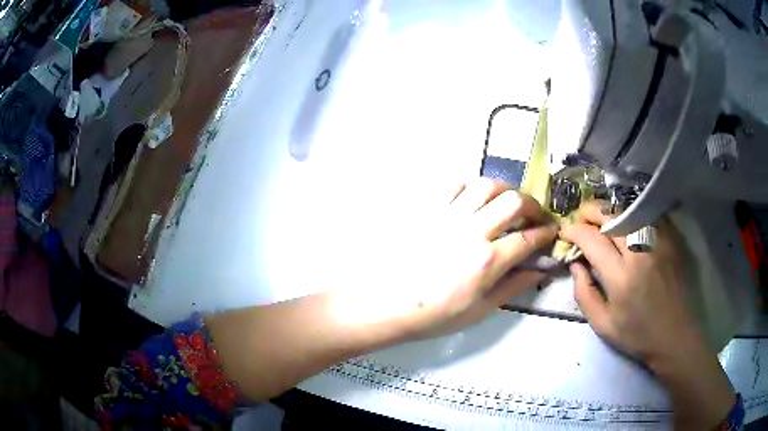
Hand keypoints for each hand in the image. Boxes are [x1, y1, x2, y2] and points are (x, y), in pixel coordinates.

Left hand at [377, 178, 556, 338]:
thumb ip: (512, 287)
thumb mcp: (479, 310)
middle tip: (535, 214)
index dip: (545, 233)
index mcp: (487, 261)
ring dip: (505, 190)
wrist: (386, 303)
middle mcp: (472, 231)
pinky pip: (454, 184)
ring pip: (486, 185)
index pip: (528, 238)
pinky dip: (472, 185)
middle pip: (513, 202)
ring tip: (508, 201)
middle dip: (533, 205)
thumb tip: (539, 270)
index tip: (551, 231)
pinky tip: (476, 196)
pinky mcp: (428, 209)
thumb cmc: (434, 314)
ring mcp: (448, 216)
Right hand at [561, 201, 734, 427]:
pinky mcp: (671, 238)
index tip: (565, 232)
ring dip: (610, 210)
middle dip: (590, 211)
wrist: (675, 335)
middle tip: (580, 219)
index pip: (592, 239)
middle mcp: (641, 252)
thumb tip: (575, 264)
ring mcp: (659, 241)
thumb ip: (584, 294)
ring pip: (629, 209)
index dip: (574, 230)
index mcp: (621, 277)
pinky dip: (631, 213)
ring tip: (601, 220)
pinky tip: (626, 222)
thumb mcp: (603, 325)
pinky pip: (647, 214)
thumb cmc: (637, 335)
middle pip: (611, 215)